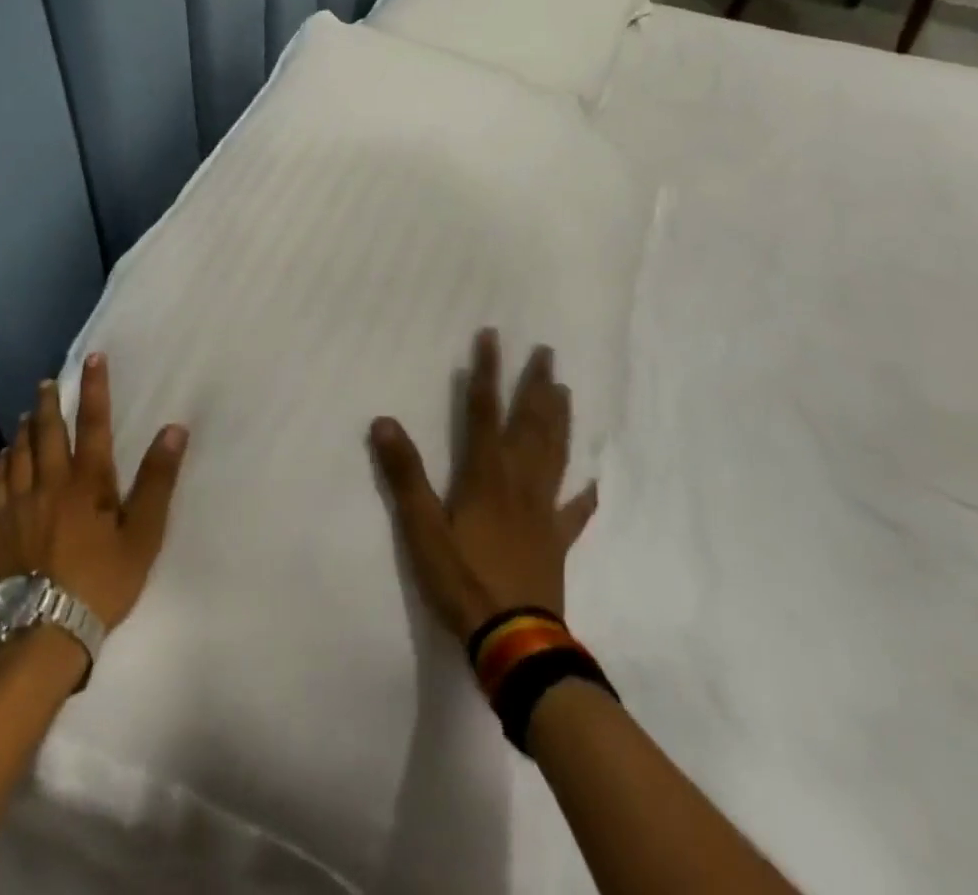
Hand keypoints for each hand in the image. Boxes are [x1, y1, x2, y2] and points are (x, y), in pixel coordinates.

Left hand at [0, 352, 188, 630]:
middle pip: (49, 432)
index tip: (92, 358)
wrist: (42, 633)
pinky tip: (2, 457)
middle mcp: (50, 483)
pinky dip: (1, 463)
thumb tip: (174, 430)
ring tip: (28, 413)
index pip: (94, 423)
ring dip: (26, 428)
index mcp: (87, 482)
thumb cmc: (101, 582)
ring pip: (20, 453)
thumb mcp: (142, 535)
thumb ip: (157, 480)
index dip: (95, 388)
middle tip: (49, 381)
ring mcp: (19, 505)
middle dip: (51, 403)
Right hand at [371, 329, 597, 642]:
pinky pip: (574, 512)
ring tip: (565, 390)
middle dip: (535, 384)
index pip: (483, 409)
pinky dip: (583, 495)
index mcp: (486, 474)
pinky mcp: (556, 541)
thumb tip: (384, 421)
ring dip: (560, 419)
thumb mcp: (421, 528)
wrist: (513, 640)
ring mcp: (542, 511)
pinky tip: (593, 482)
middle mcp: (519, 482)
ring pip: (554, 454)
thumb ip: (404, 475)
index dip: (486, 371)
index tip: (492, 336)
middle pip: (530, 423)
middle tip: (546, 352)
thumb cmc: (463, 580)